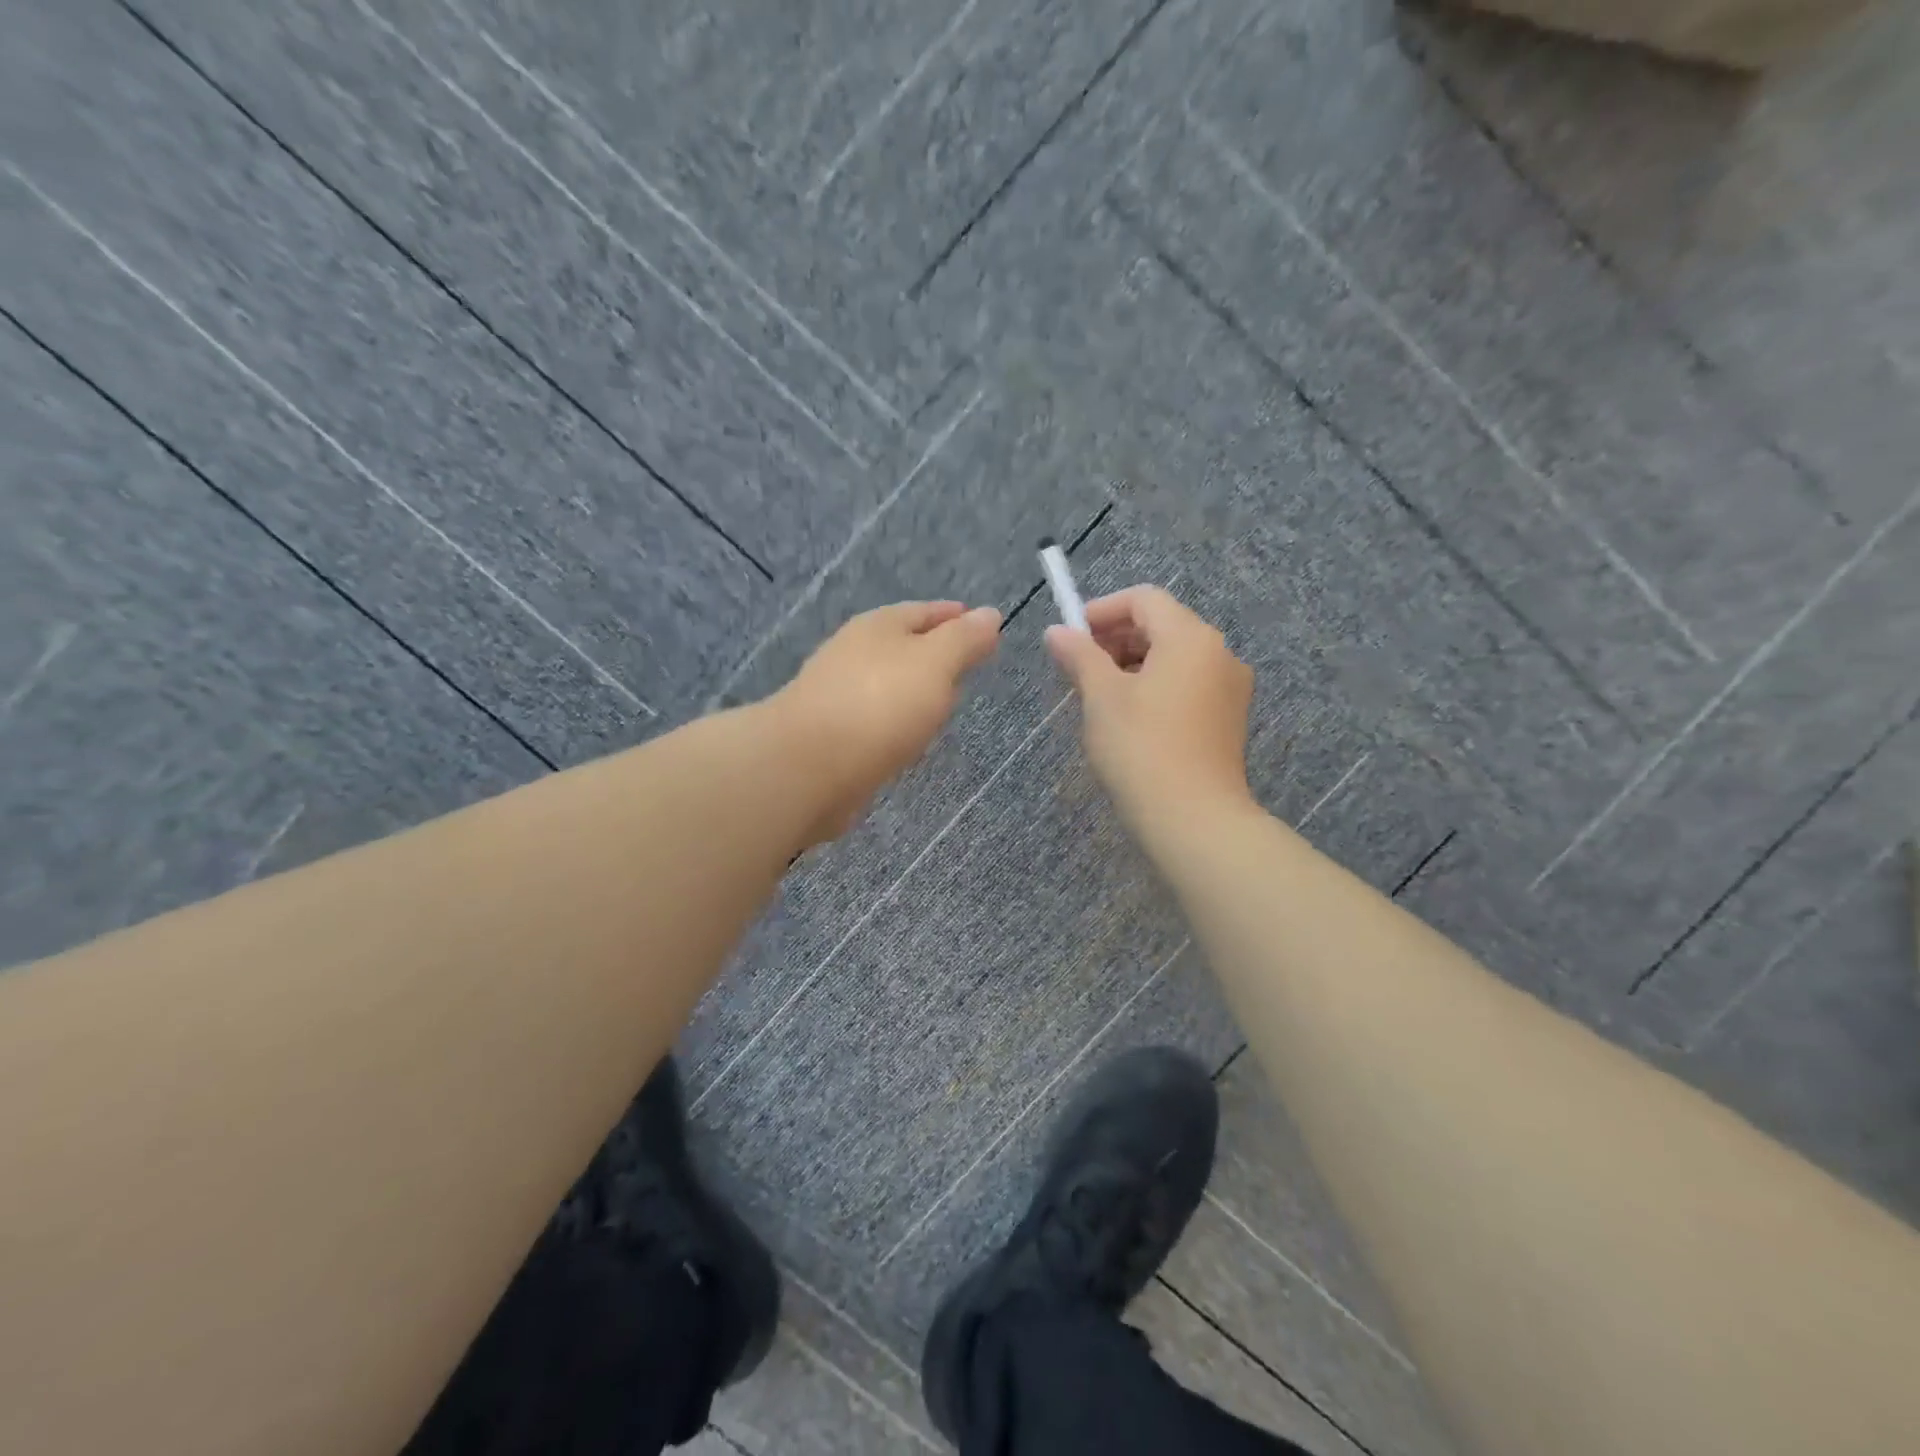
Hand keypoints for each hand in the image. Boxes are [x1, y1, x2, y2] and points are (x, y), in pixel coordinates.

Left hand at [775, 600, 1001, 842]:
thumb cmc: (879, 706)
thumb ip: (964, 639)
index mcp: (879, 627)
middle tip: (968, 665)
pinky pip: (875, 719)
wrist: (806, 767)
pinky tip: (908, 738)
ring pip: (887, 684)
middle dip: (934, 653)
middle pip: (903, 646)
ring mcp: (838, 694)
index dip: (956, 617)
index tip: (983, 627)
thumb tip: (990, 613)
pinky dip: (896, 721)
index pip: (925, 612)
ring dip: (914, 690)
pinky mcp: (831, 734)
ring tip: (943, 705)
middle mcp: (854, 653)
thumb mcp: (935, 663)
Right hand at [1045, 585, 1253, 833]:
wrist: (1194, 819)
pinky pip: (1188, 684)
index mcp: (1191, 638)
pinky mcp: (1229, 719)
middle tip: (1079, 667)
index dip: (1103, 610)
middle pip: (1162, 625)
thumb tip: (1056, 631)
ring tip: (1099, 694)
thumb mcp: (1101, 697)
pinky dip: (1156, 686)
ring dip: (1133, 663)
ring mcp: (1230, 688)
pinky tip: (1130, 717)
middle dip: (1116, 638)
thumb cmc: (1141, 748)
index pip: (1144, 599)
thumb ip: (1079, 656)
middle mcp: (1219, 653)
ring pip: (1175, 657)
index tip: (1071, 636)